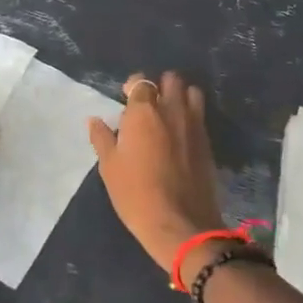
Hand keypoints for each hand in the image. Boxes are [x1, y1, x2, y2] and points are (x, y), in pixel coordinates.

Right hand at [87, 72, 227, 288]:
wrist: (180, 223)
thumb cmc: (136, 194)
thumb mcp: (110, 167)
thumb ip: (102, 138)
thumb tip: (94, 120)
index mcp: (144, 112)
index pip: (141, 82)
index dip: (133, 87)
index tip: (126, 99)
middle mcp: (172, 109)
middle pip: (171, 79)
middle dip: (160, 85)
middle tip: (149, 104)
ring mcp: (194, 123)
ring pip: (192, 92)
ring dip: (180, 96)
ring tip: (169, 113)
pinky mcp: (207, 140)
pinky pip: (200, 115)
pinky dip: (191, 115)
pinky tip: (181, 133)